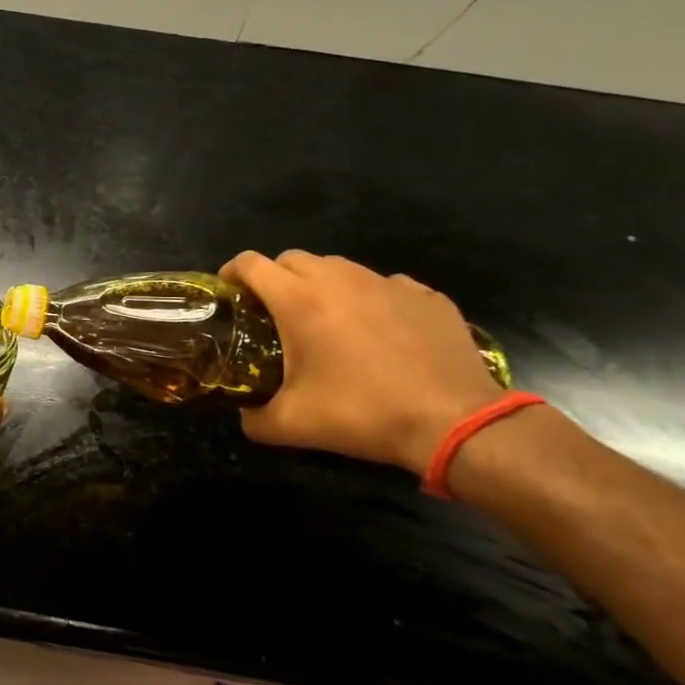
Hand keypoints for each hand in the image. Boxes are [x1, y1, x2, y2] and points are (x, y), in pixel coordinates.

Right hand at [219, 250, 503, 474]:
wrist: (455, 422)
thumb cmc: (363, 414)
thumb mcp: (292, 425)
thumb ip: (253, 418)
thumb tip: (244, 415)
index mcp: (299, 301)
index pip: (250, 264)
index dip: (231, 273)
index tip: (229, 293)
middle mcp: (340, 280)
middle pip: (292, 258)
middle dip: (275, 278)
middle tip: (274, 312)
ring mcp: (387, 284)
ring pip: (339, 267)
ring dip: (322, 285)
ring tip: (328, 320)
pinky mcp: (426, 296)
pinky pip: (385, 286)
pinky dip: (370, 300)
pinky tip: (379, 332)